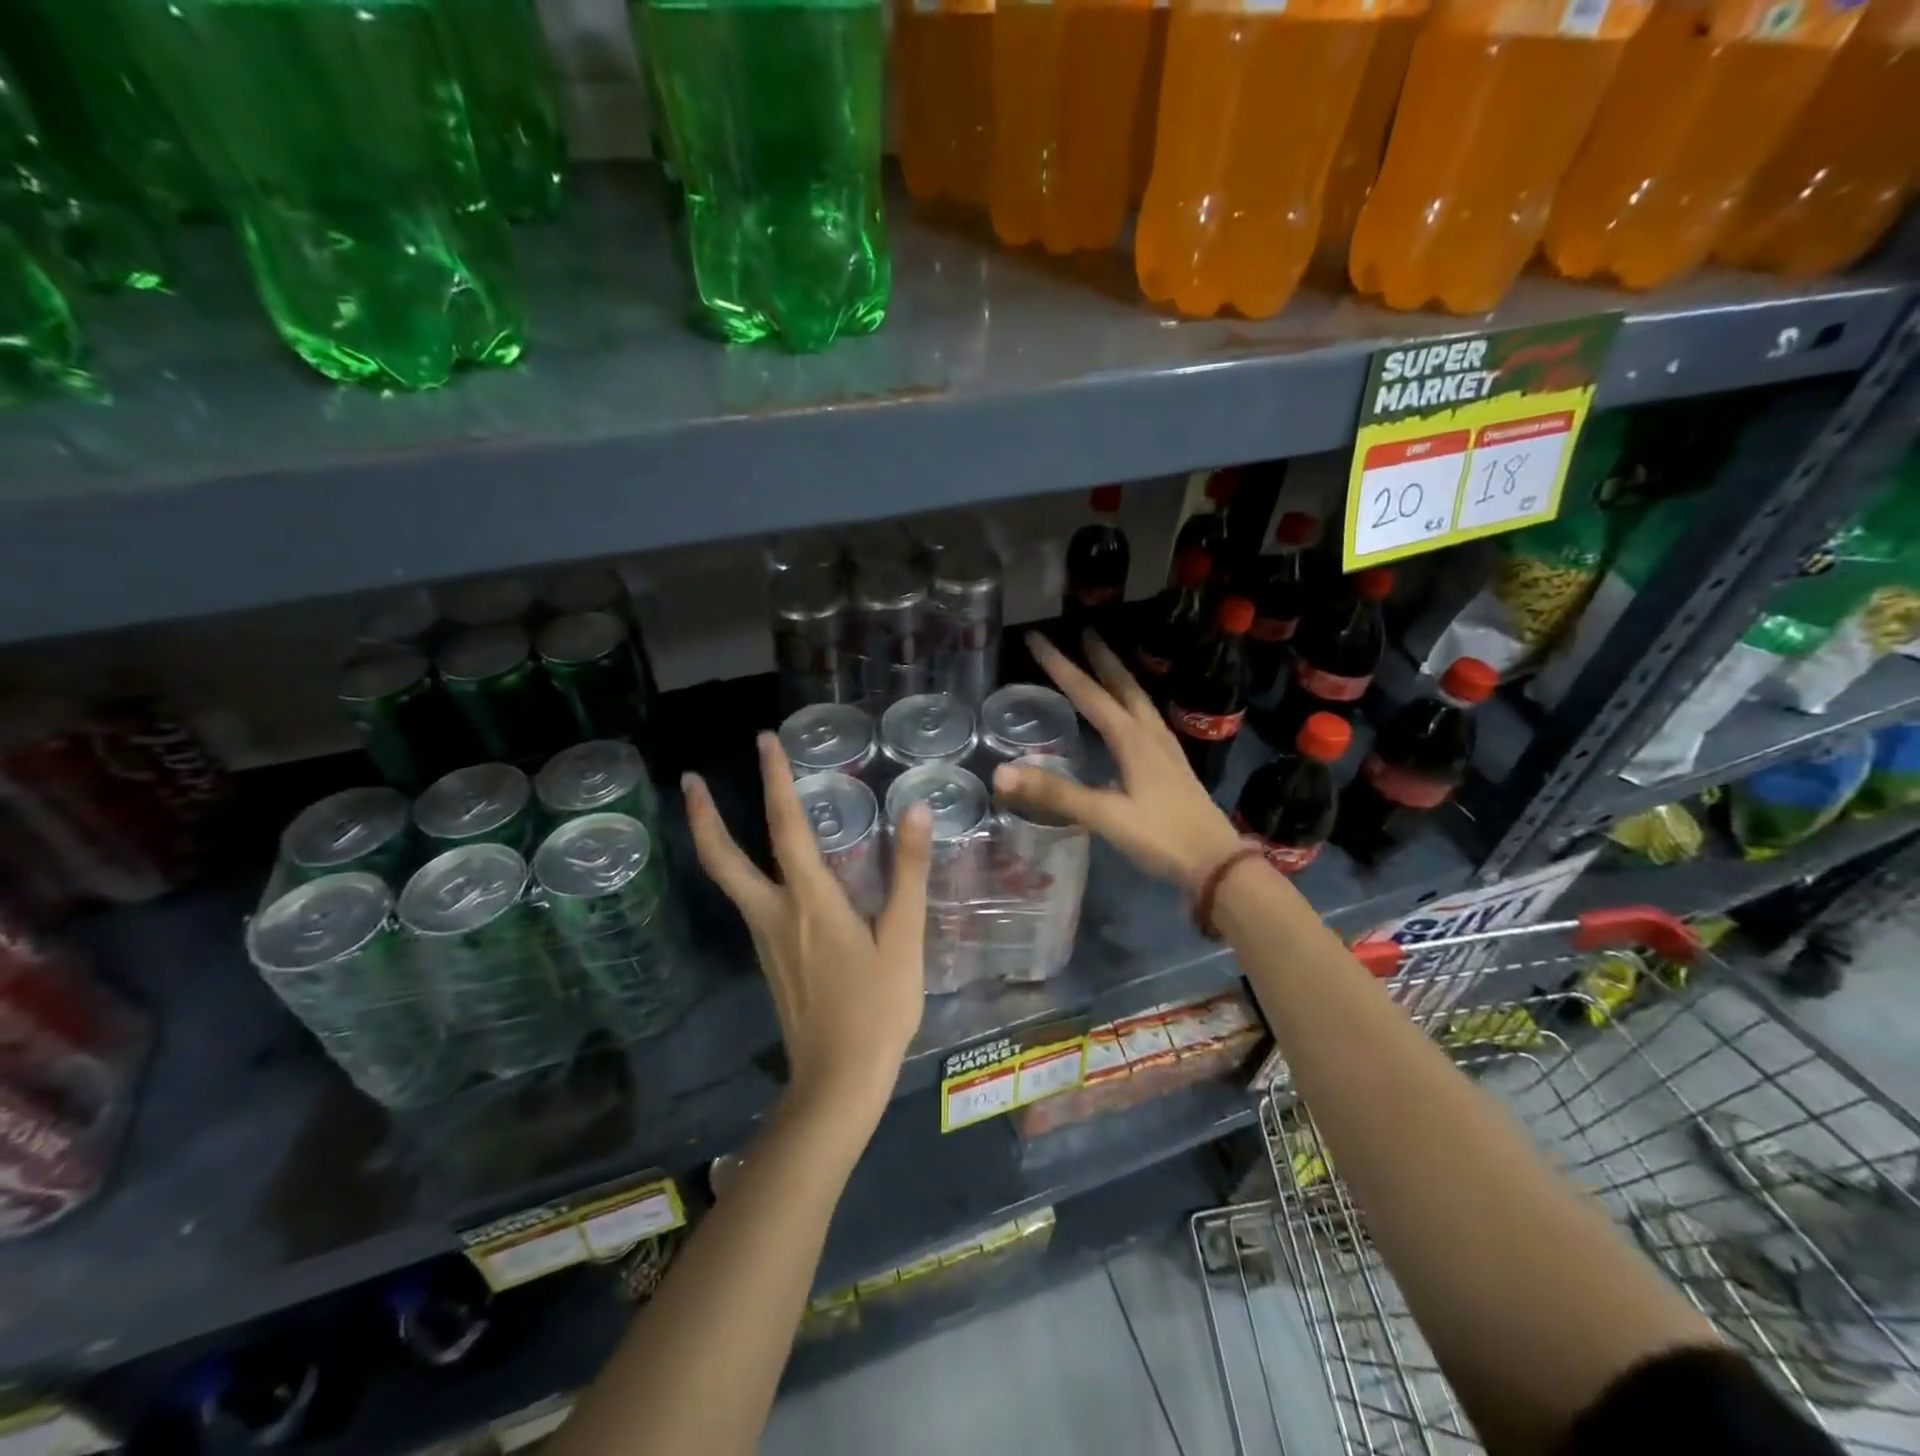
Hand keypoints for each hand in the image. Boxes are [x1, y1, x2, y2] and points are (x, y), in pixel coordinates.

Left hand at [684, 733, 933, 1123]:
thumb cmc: (878, 1008)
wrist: (838, 1082)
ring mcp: (764, 939)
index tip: (764, 740)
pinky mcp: (768, 959)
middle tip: (690, 778)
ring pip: (730, 880)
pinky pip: (748, 902)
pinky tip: (765, 870)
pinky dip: (742, 871)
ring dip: (715, 840)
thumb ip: (910, 872)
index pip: (786, 827)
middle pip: (723, 858)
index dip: (775, 780)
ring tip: (713, 809)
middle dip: (703, 815)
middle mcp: (775, 913)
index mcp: (809, 901)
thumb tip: (916, 811)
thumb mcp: (905, 938)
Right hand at [994, 630, 1242, 885]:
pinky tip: (1128, 718)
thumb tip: (1002, 773)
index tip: (1038, 638)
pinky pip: (1147, 720)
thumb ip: (1055, 793)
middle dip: (1100, 659)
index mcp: (1132, 739)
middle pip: (1122, 686)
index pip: (1089, 693)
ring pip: (1139, 701)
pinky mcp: (1172, 766)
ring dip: (1119, 677)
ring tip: (1105, 664)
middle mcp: (1150, 735)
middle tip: (1083, 632)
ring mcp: (1165, 750)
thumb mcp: (1105, 816)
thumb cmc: (1161, 837)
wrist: (1217, 864)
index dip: (1061, 666)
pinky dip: (1131, 703)